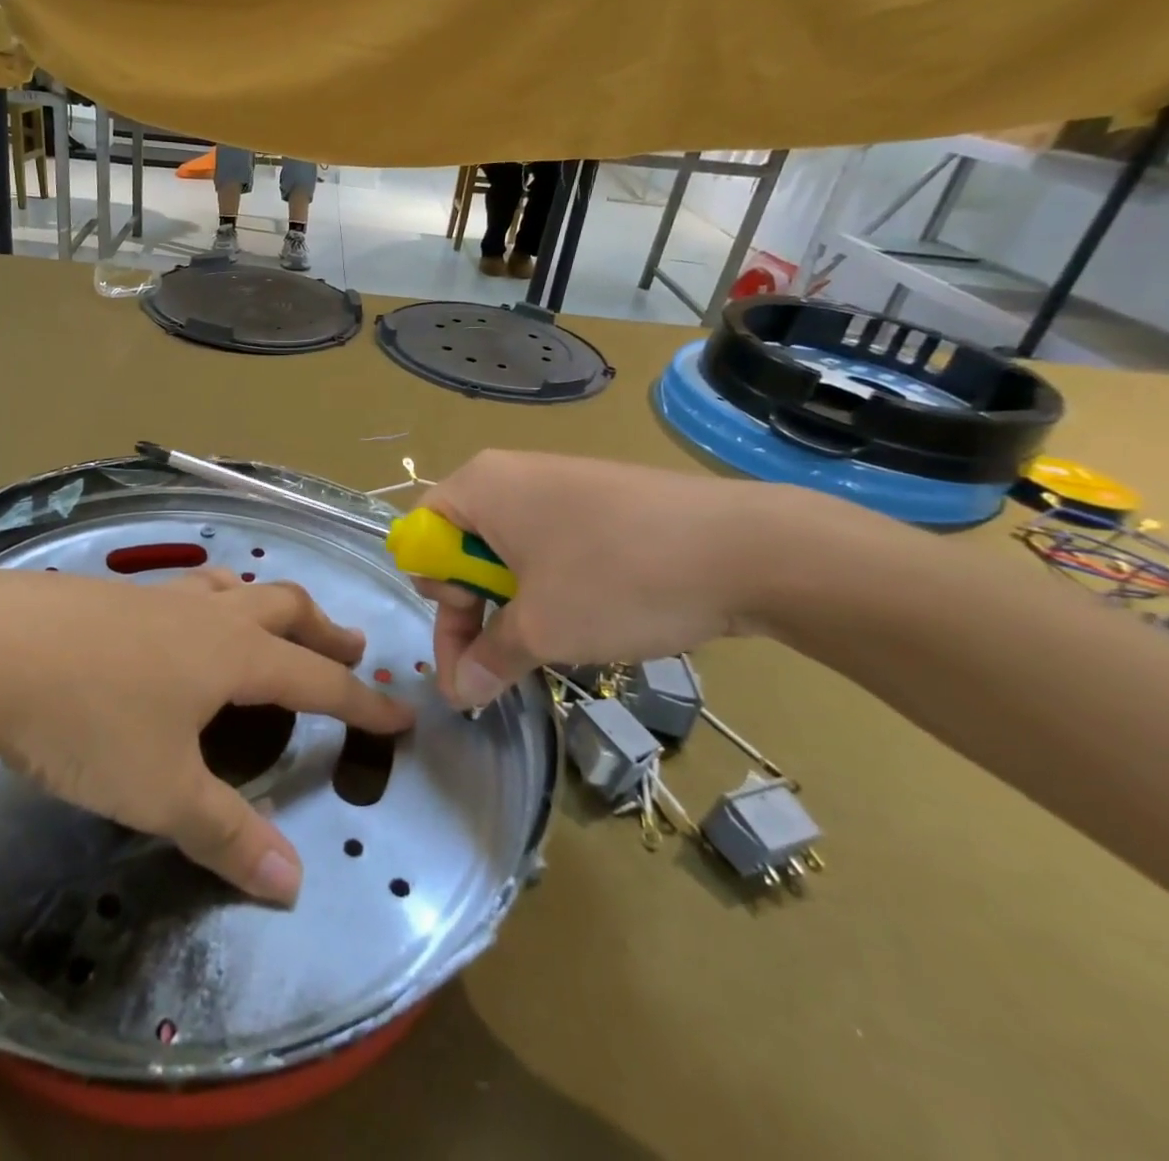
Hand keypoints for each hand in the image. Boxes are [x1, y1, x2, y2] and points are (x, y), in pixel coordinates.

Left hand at [0, 568, 413, 905]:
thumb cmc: (88, 720)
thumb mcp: (160, 790)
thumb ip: (226, 834)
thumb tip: (293, 885)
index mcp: (233, 654)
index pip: (319, 679)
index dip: (364, 700)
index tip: (402, 712)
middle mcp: (206, 615)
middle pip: (285, 608)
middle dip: (325, 629)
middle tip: (350, 646)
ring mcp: (158, 597)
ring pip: (235, 587)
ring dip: (268, 604)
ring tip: (275, 622)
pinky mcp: (115, 595)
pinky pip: (187, 589)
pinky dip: (213, 600)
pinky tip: (184, 621)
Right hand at [415, 451, 774, 708]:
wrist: (748, 548)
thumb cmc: (617, 579)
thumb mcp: (540, 629)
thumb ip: (487, 659)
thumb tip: (461, 693)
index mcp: (478, 487)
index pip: (420, 540)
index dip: (436, 597)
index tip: (469, 644)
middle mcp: (509, 475)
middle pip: (461, 547)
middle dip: (473, 610)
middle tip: (504, 660)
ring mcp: (559, 485)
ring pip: (507, 552)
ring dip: (512, 606)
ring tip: (549, 645)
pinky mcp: (600, 501)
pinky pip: (549, 545)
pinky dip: (550, 587)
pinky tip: (584, 618)